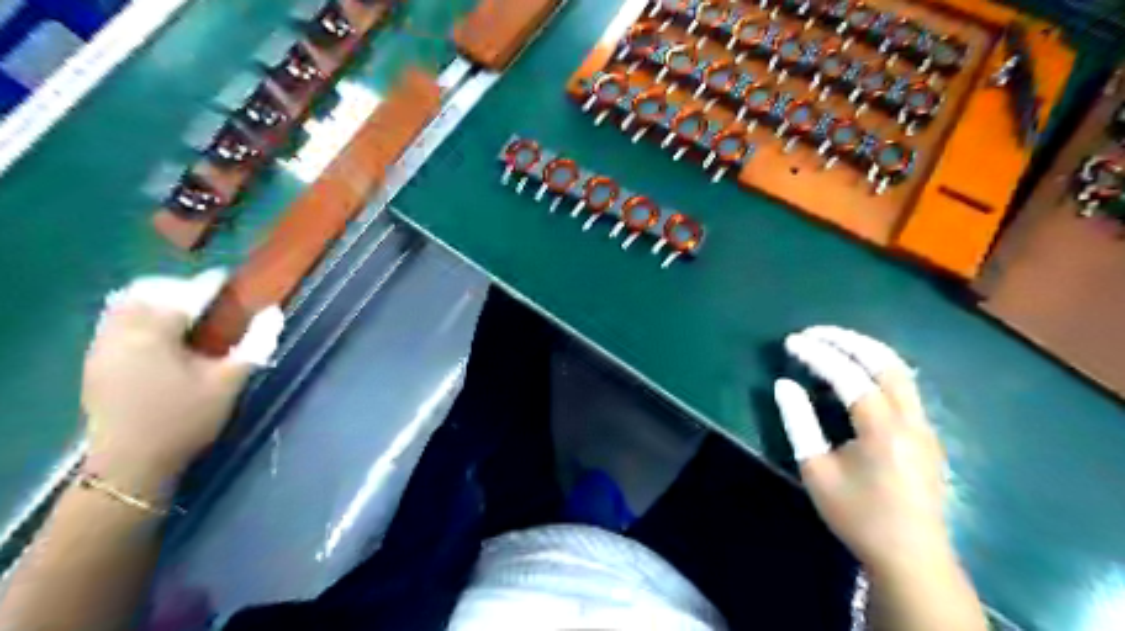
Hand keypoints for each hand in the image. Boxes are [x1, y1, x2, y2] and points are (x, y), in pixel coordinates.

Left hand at [82, 269, 283, 494]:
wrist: (131, 464)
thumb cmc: (186, 419)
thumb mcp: (229, 382)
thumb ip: (254, 343)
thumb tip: (275, 312)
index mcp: (154, 333)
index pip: (185, 295)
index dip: (209, 283)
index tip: (227, 278)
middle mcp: (121, 331)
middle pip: (147, 291)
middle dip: (178, 287)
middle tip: (207, 298)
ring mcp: (102, 346)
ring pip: (125, 304)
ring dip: (155, 299)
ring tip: (183, 312)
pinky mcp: (96, 361)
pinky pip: (114, 321)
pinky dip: (138, 315)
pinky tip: (159, 333)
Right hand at [775, 325, 948, 576]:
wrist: (911, 557)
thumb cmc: (857, 515)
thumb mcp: (816, 471)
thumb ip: (799, 422)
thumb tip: (784, 384)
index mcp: (882, 429)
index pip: (849, 375)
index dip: (818, 354)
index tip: (791, 342)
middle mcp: (911, 419)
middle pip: (884, 361)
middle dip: (847, 339)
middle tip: (814, 332)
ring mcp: (925, 425)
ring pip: (901, 370)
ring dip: (866, 349)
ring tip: (834, 341)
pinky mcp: (928, 433)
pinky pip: (905, 385)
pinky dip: (878, 366)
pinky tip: (858, 370)